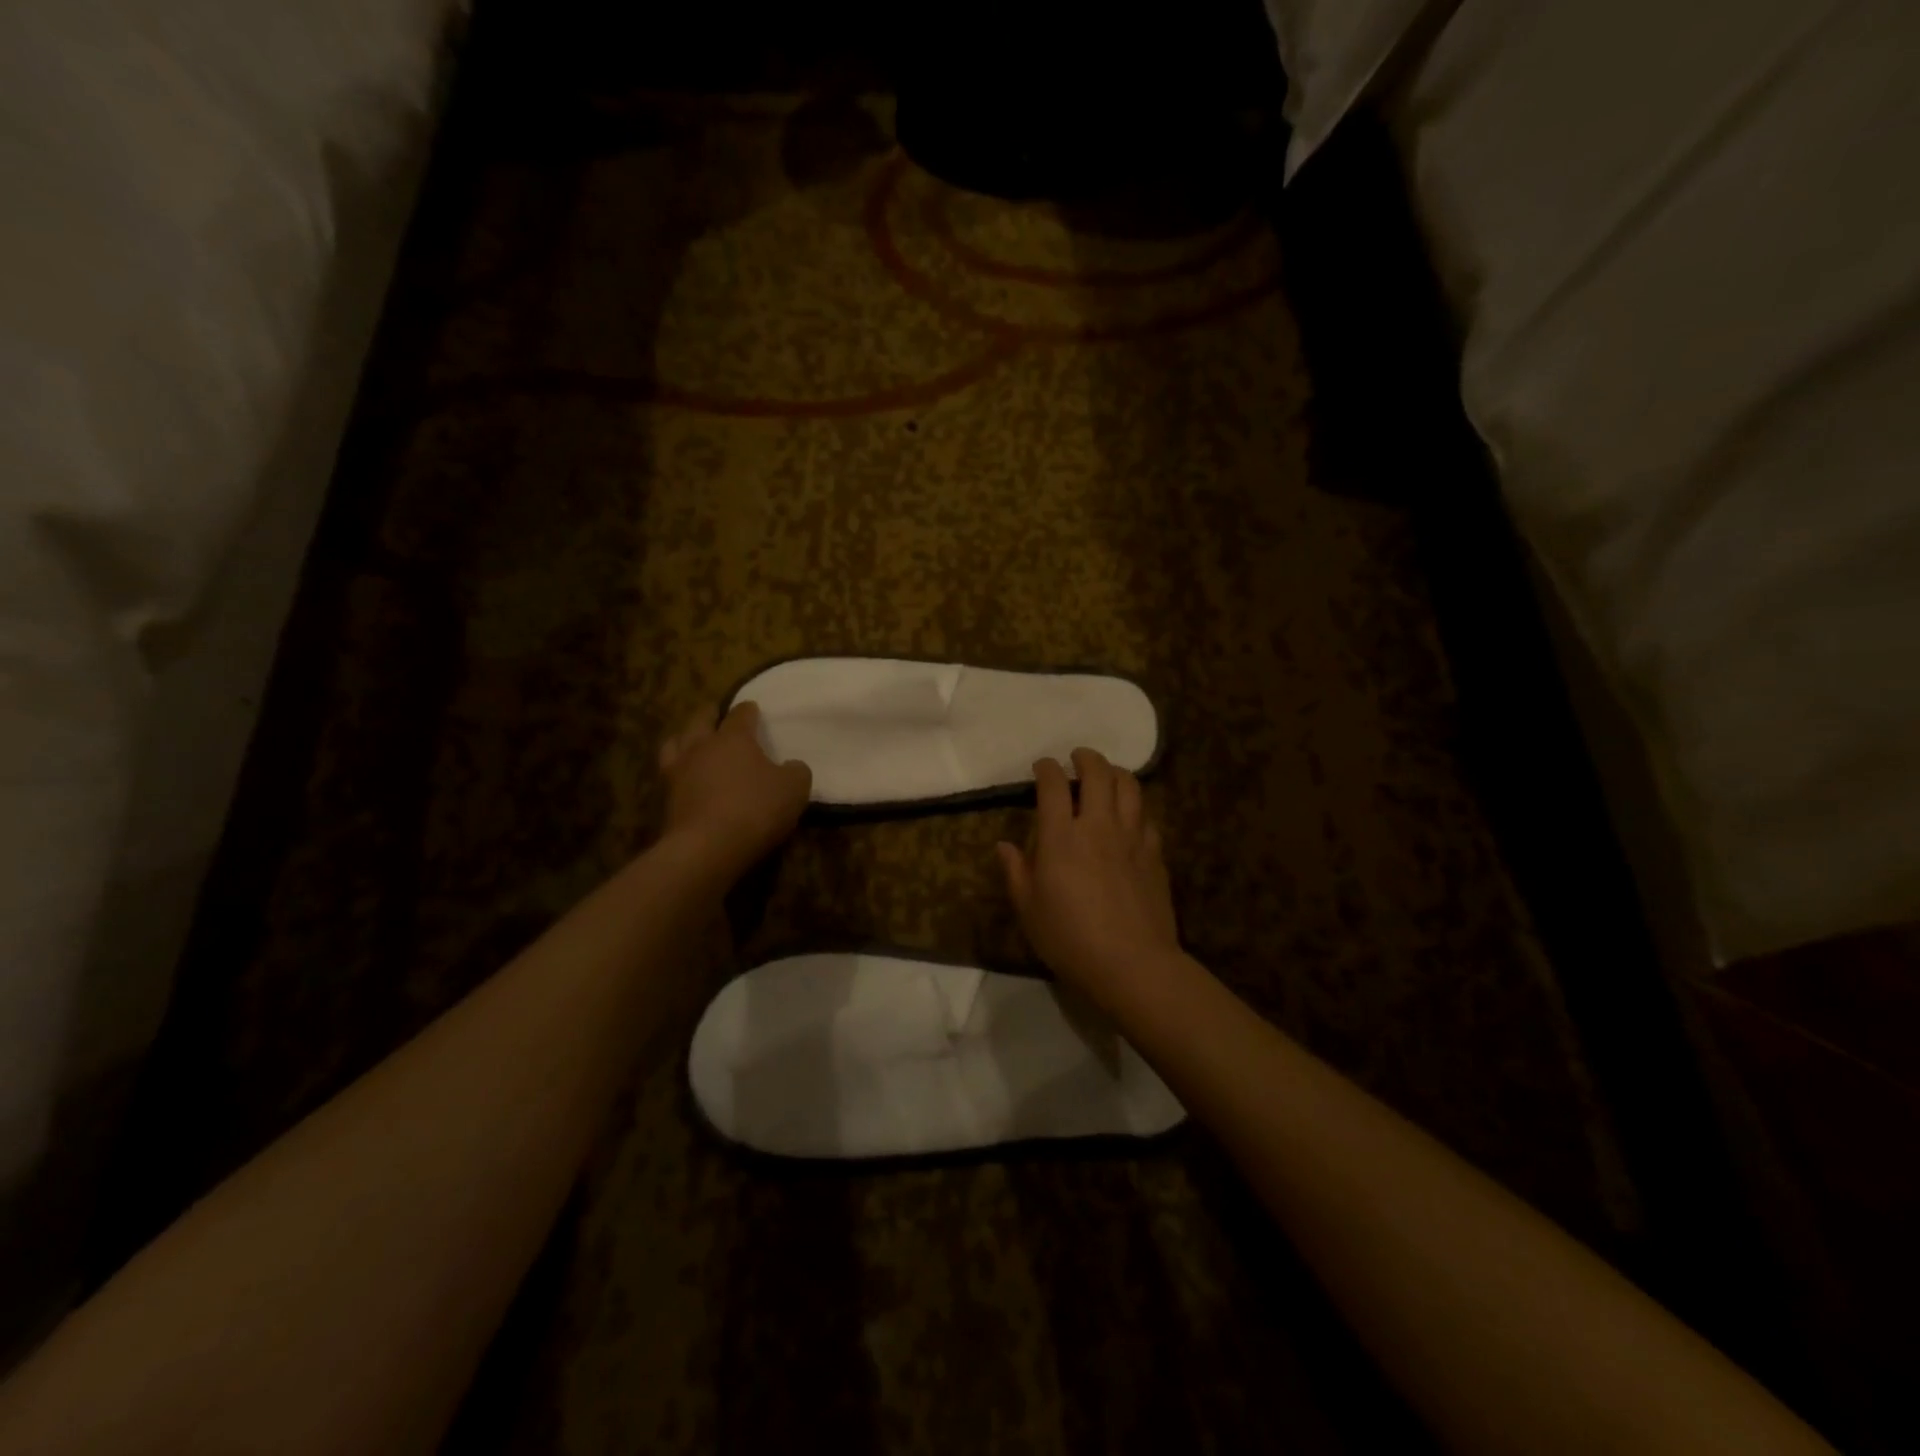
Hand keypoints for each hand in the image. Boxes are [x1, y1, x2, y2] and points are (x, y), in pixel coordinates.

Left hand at [658, 701, 811, 876]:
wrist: (708, 847)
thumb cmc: (755, 808)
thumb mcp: (794, 789)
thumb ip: (797, 772)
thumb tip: (792, 766)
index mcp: (733, 738)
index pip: (741, 714)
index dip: (748, 710)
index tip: (753, 709)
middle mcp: (701, 747)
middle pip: (700, 720)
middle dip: (709, 714)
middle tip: (715, 713)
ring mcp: (678, 772)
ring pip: (674, 743)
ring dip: (684, 738)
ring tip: (691, 741)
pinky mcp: (666, 799)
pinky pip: (669, 774)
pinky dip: (677, 770)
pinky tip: (686, 777)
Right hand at [997, 749, 1182, 1012]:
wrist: (1133, 964)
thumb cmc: (1070, 939)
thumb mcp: (1029, 910)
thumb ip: (1016, 872)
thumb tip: (1004, 846)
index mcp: (1061, 837)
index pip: (1053, 786)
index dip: (1046, 769)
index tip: (1042, 766)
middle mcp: (1098, 826)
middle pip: (1098, 773)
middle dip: (1086, 758)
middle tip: (1078, 758)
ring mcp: (1131, 837)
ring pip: (1130, 786)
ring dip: (1116, 772)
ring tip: (1107, 774)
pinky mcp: (1154, 854)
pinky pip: (1147, 817)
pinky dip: (1136, 807)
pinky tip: (1130, 815)